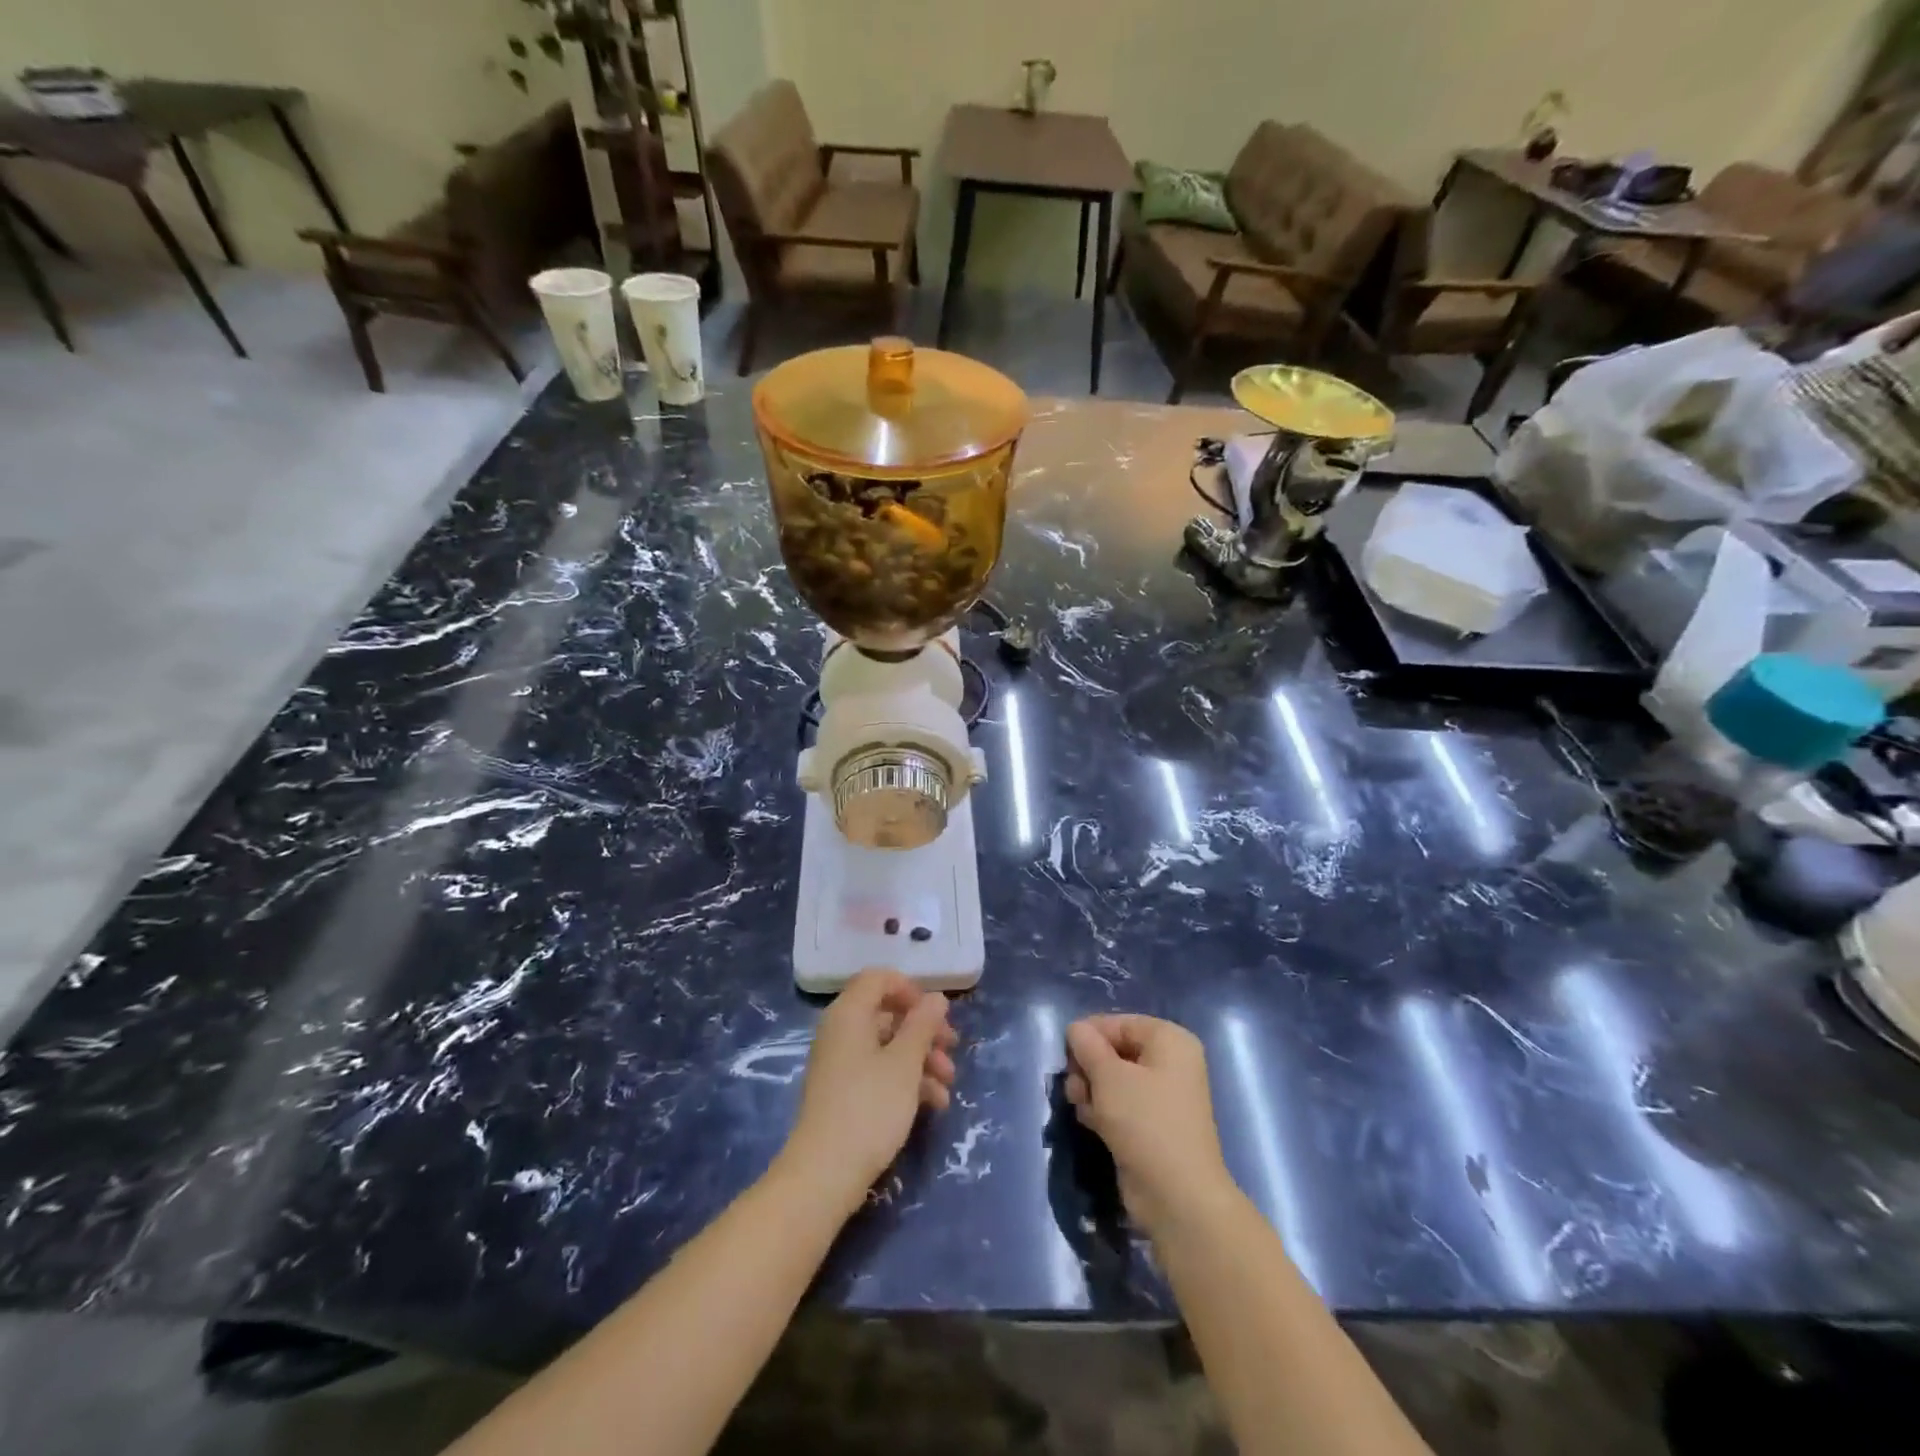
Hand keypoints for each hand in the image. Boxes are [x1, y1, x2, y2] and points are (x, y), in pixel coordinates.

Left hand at [778, 969, 956, 1213]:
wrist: (825, 1174)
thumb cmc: (869, 1107)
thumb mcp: (905, 1063)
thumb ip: (923, 1025)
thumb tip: (936, 998)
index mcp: (849, 1014)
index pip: (878, 979)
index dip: (909, 989)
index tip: (936, 1013)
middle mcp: (841, 1032)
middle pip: (887, 1014)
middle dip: (924, 1031)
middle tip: (952, 1049)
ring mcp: (841, 1064)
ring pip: (888, 1047)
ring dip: (922, 1060)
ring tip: (948, 1086)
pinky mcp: (845, 1094)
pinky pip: (879, 1073)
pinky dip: (907, 1081)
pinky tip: (934, 1104)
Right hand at [1064, 1014, 1234, 1236]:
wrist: (1178, 1197)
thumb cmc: (1145, 1122)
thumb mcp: (1109, 1076)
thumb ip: (1087, 1046)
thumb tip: (1076, 1028)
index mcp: (1169, 1040)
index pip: (1118, 1023)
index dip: (1089, 1036)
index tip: (1067, 1056)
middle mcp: (1170, 1063)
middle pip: (1114, 1050)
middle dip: (1088, 1066)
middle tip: (1075, 1086)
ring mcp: (1162, 1096)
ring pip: (1113, 1079)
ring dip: (1091, 1090)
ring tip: (1082, 1106)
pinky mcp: (1151, 1126)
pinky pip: (1119, 1105)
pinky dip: (1102, 1110)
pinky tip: (1091, 1123)